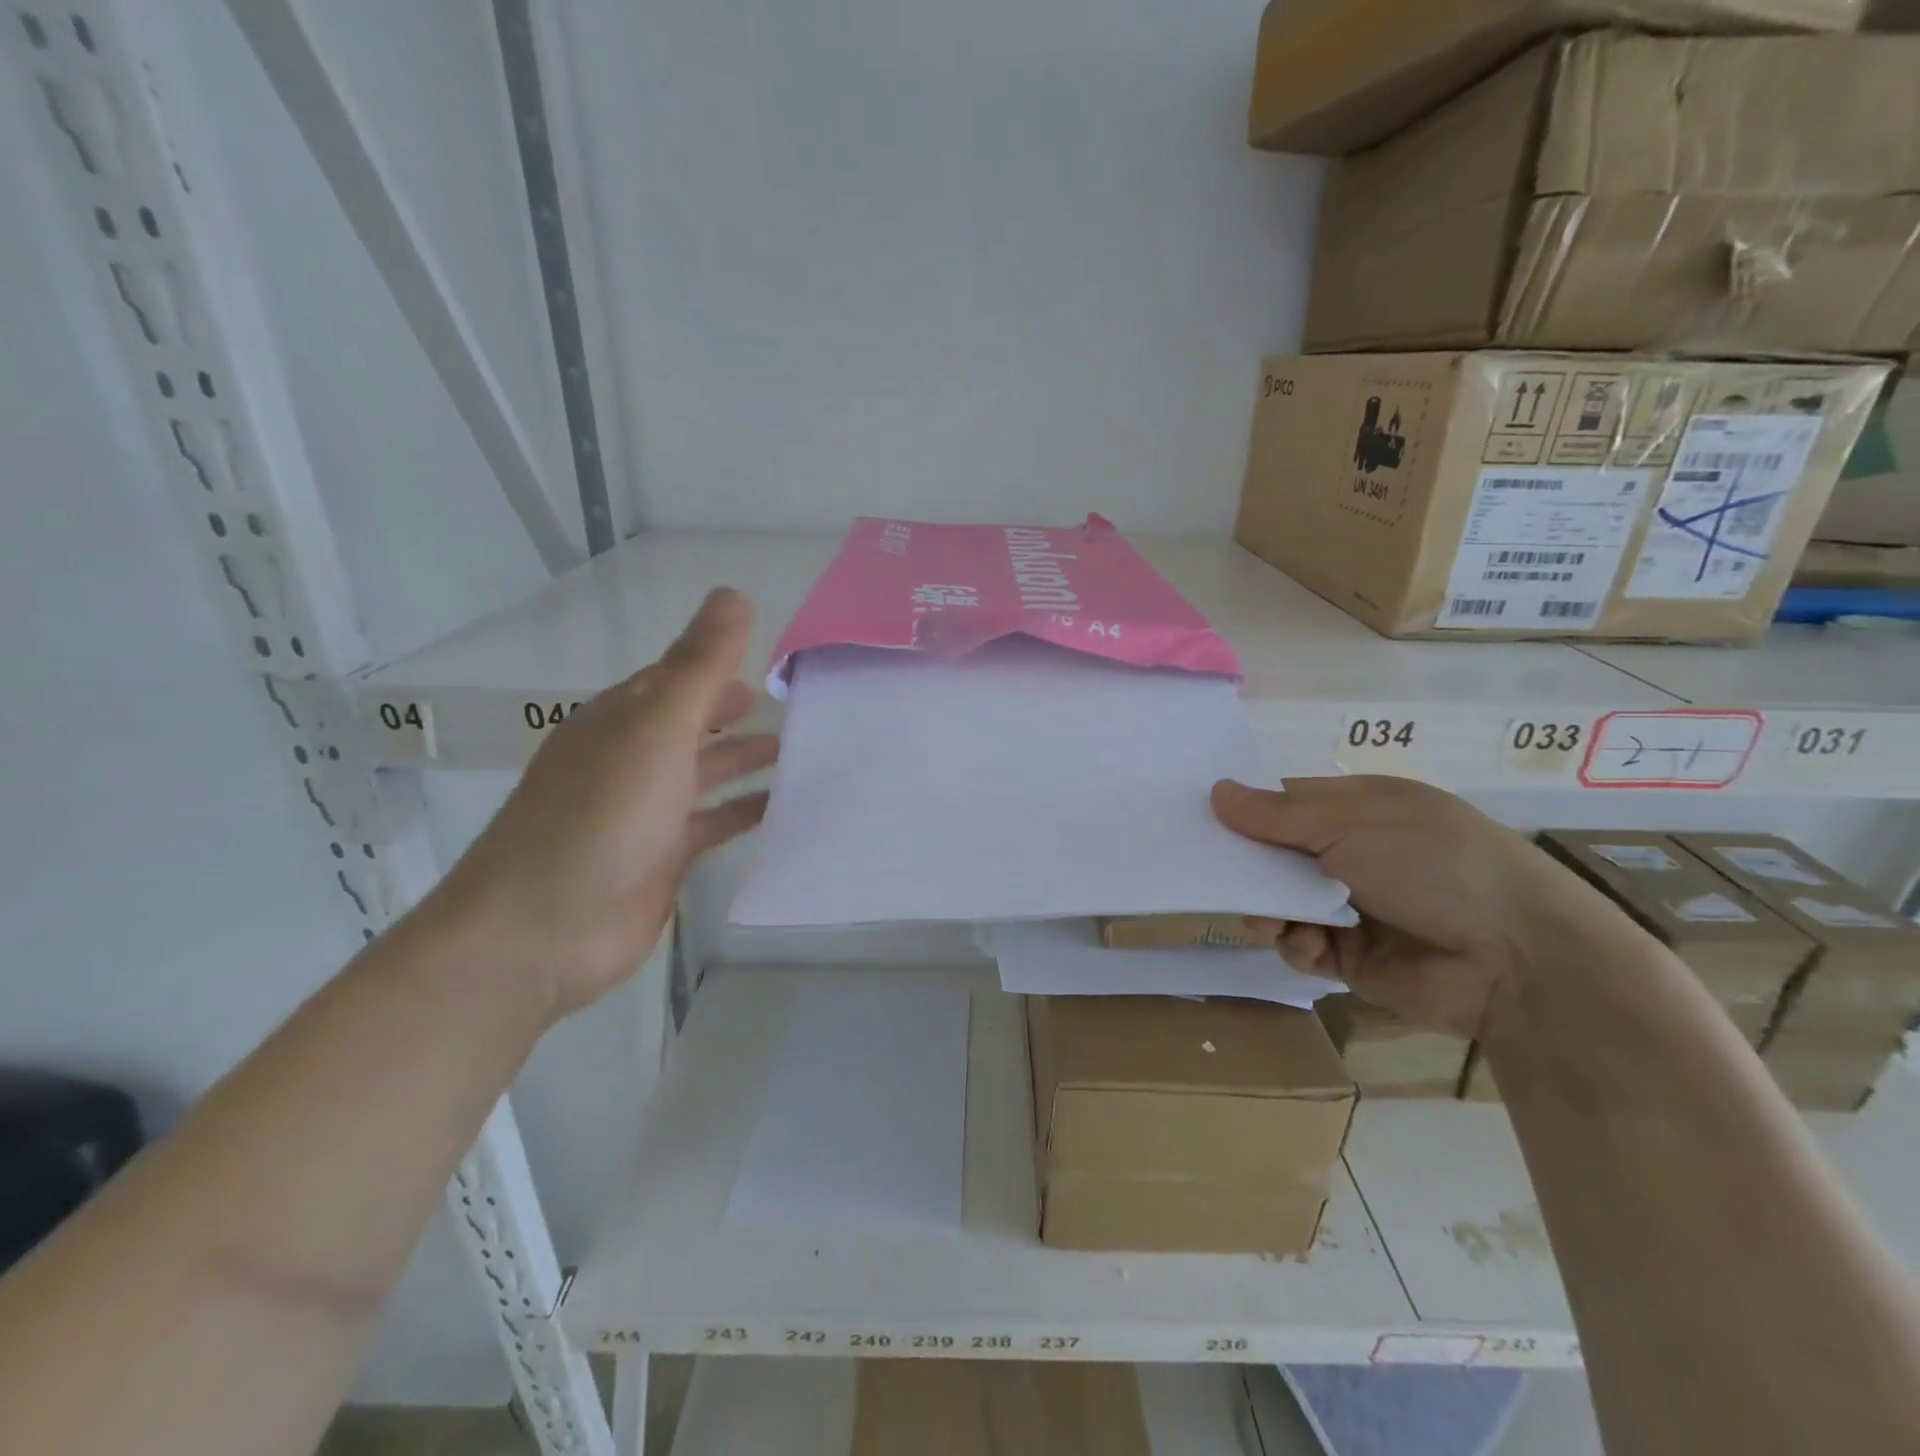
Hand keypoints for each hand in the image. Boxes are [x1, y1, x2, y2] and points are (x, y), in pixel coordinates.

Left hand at [431, 589, 777, 1022]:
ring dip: (746, 762)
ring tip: (802, 753)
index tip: (776, 662)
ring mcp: (646, 812)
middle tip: (799, 707)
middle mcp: (632, 760)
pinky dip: (745, 814)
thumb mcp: (656, 729)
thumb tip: (734, 594)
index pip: (675, 678)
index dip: (720, 666)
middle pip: (693, 725)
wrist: (543, 932)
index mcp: (622, 720)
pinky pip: (712, 824)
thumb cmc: (601, 818)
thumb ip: (699, 667)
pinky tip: (784, 810)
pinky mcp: (662, 859)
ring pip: (706, 775)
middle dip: (737, 714)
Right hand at [1212, 776, 1628, 1038]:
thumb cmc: (1431, 863)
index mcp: (1356, 809)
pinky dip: (1296, 944)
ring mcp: (1351, 906)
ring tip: (1270, 919)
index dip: (1243, 811)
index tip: (1201, 821)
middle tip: (1220, 877)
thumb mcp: (1351, 822)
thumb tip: (1216, 793)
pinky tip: (1306, 944)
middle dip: (1248, 868)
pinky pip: (1301, 945)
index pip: (1282, 803)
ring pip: (1280, 903)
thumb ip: (1277, 815)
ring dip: (1268, 909)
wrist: (1516, 957)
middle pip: (1274, 856)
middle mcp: (1350, 853)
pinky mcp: (1351, 956)